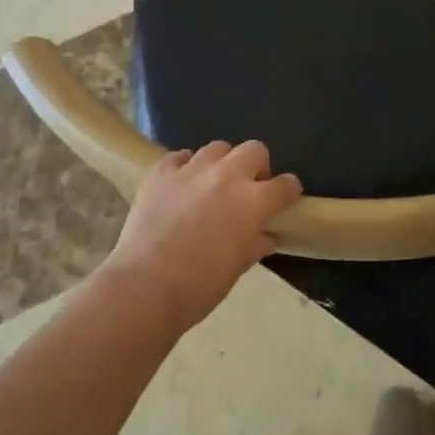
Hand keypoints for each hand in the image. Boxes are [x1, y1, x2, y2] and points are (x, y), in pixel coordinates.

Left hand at [102, 141, 301, 331]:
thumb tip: (266, 234)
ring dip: (221, 163)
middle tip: (248, 188)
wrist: (145, 286)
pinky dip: (185, 166)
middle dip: (257, 166)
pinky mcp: (161, 172)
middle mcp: (226, 175)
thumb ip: (255, 243)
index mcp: (253, 201)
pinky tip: (182, 184)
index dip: (288, 190)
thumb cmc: (200, 286)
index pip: (284, 185)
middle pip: (254, 149)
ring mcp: (191, 169)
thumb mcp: (237, 267)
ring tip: (213, 184)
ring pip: (217, 148)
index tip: (286, 198)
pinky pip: (179, 157)